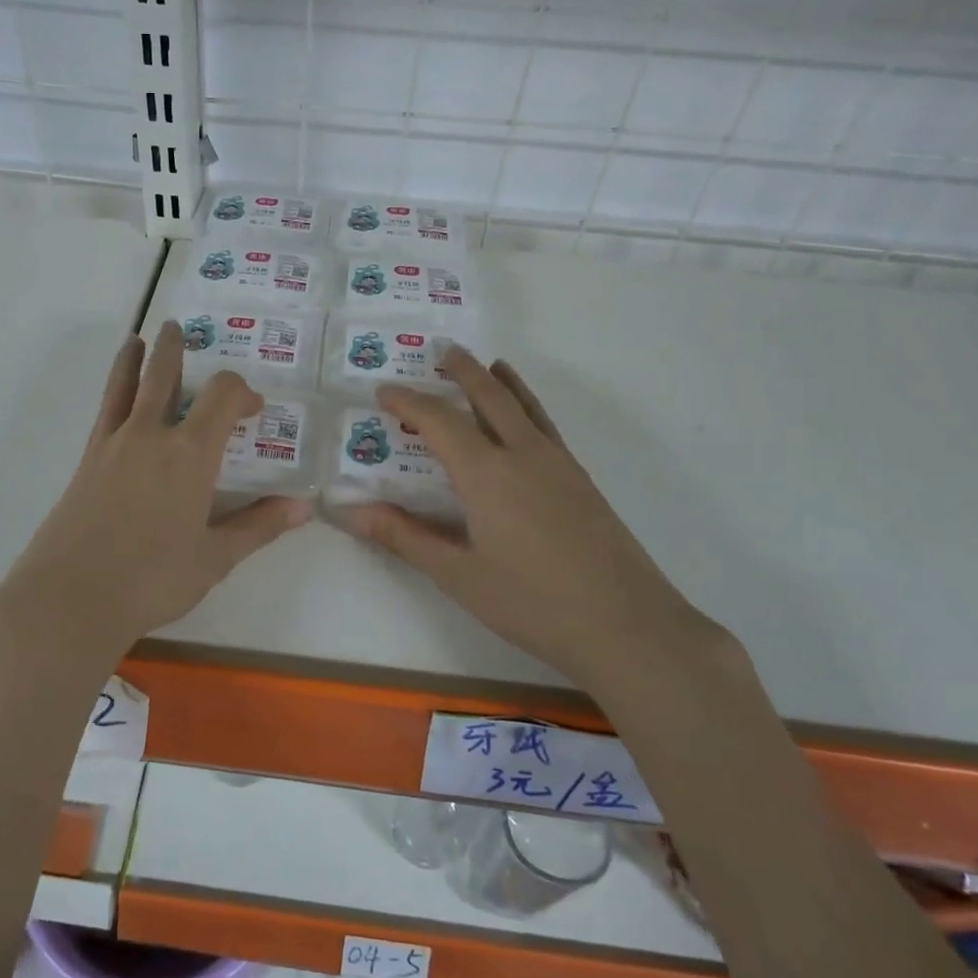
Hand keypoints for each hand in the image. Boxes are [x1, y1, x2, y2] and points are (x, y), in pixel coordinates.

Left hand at [0, 322, 309, 653]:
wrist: (71, 597)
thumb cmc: (153, 578)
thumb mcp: (215, 557)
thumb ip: (259, 526)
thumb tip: (303, 507)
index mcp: (190, 453)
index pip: (222, 396)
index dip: (241, 392)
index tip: (253, 408)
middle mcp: (151, 435)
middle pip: (164, 375)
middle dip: (176, 349)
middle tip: (179, 328)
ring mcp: (113, 444)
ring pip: (126, 385)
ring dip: (136, 358)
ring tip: (138, 339)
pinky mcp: (87, 461)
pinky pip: (104, 411)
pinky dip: (113, 391)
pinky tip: (116, 397)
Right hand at [335, 347, 703, 680]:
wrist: (628, 626)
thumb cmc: (533, 603)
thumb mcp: (458, 575)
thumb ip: (404, 536)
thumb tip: (349, 512)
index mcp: (486, 472)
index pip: (438, 420)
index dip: (407, 401)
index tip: (383, 391)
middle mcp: (522, 453)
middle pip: (489, 395)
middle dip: (462, 370)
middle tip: (442, 350)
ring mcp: (558, 463)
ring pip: (524, 405)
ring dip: (501, 380)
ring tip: (489, 364)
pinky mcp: (581, 480)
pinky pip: (546, 425)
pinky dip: (528, 405)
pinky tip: (526, 421)